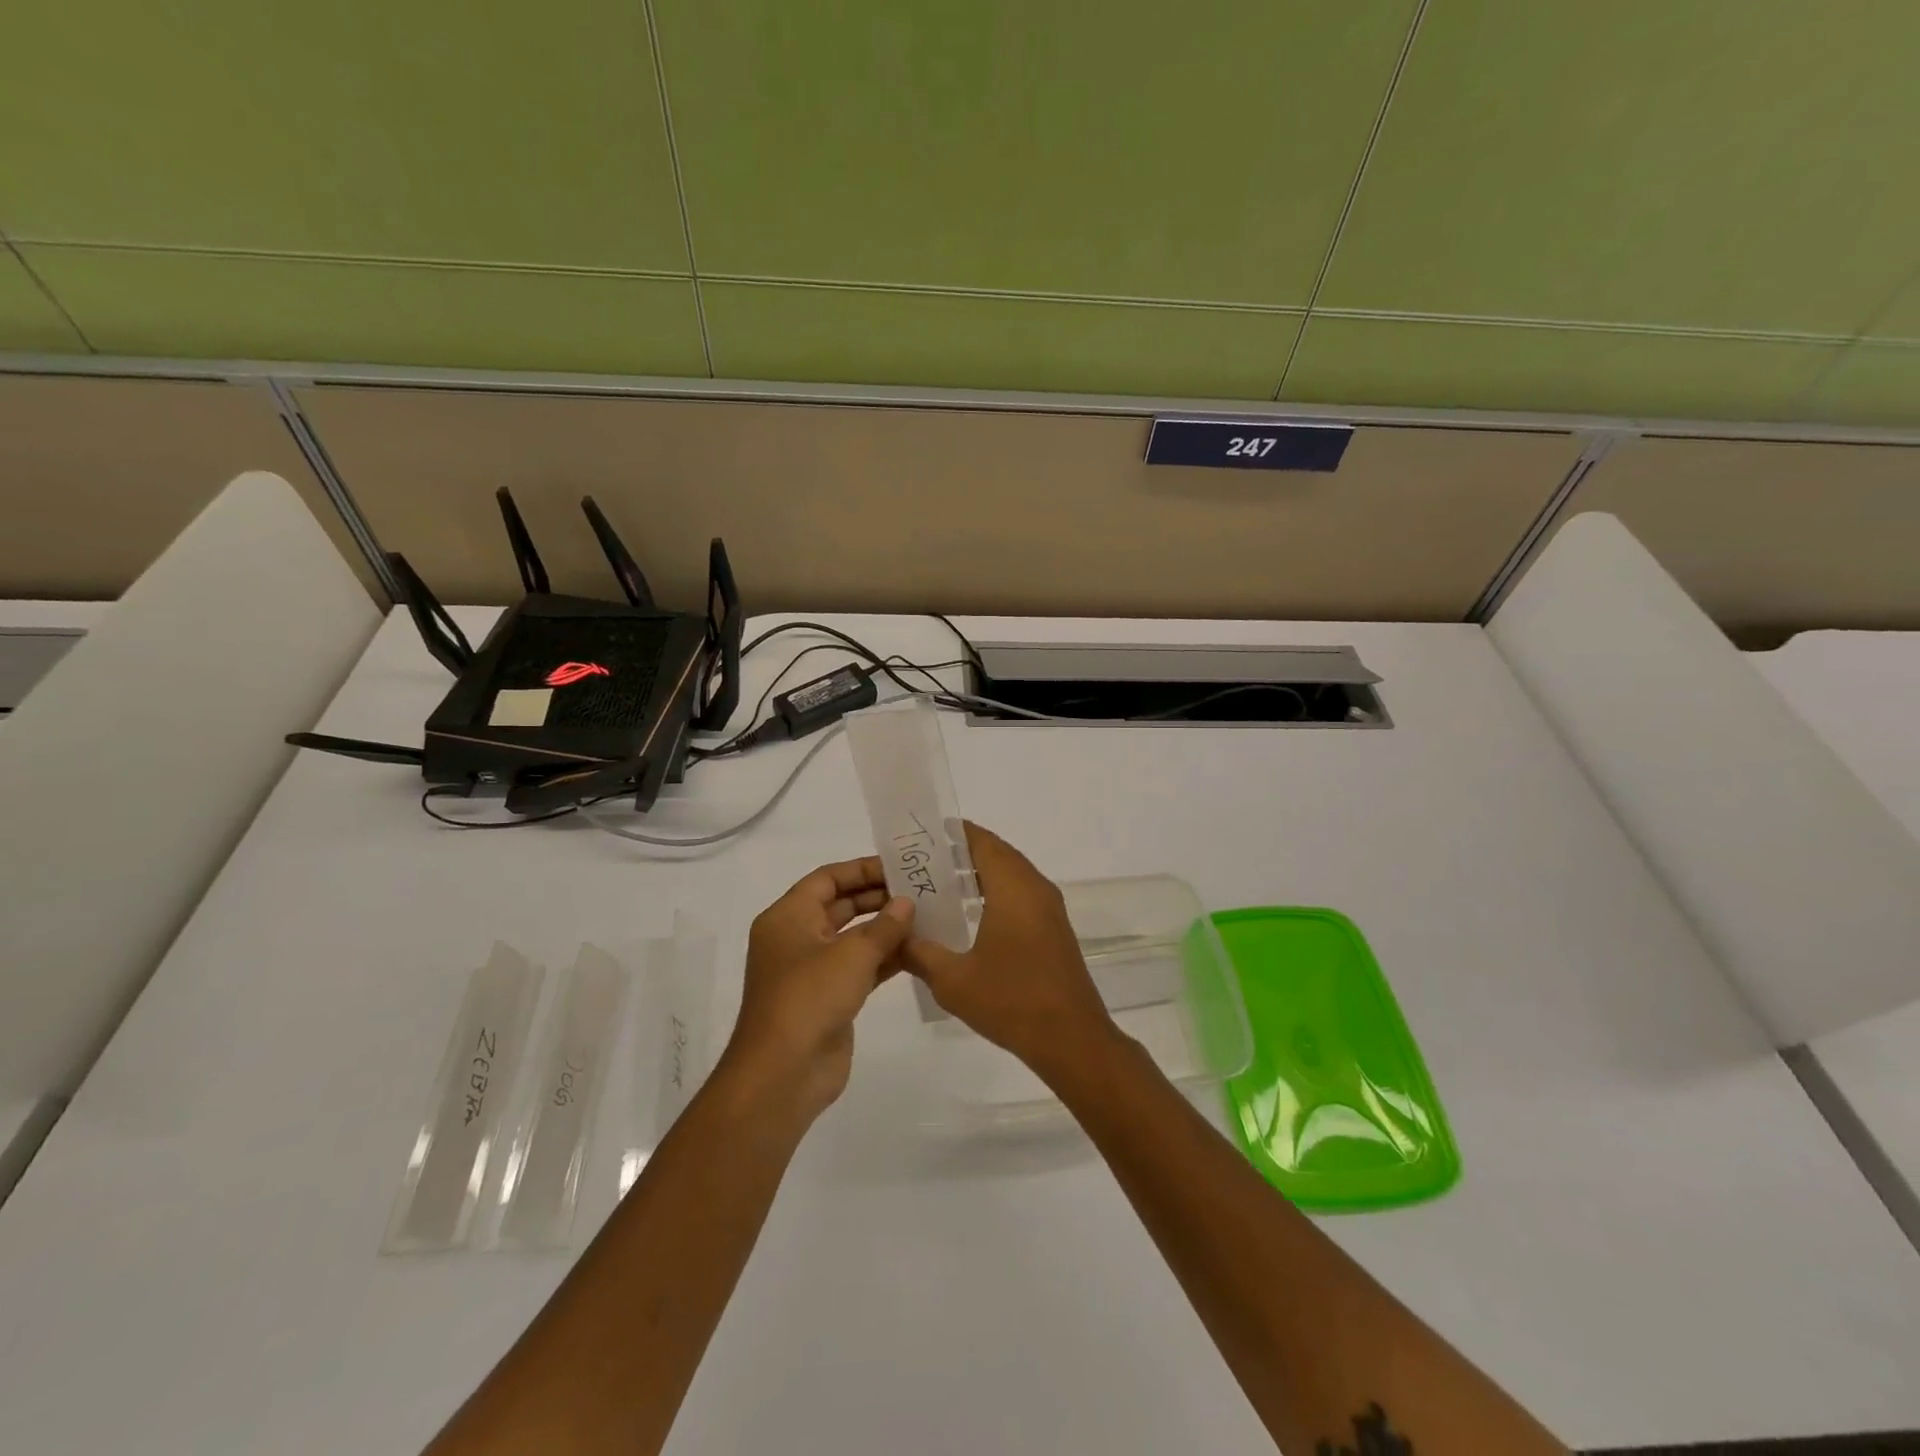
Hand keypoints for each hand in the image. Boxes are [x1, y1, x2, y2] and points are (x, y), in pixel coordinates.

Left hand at [720, 856, 914, 1124]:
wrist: (783, 1074)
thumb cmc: (809, 998)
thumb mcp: (852, 954)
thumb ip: (884, 926)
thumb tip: (907, 903)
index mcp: (788, 917)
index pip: (827, 878)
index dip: (862, 869)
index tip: (900, 866)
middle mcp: (797, 937)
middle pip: (841, 905)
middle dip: (879, 897)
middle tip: (921, 890)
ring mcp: (813, 970)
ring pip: (853, 937)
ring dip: (886, 929)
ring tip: (928, 916)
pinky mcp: (829, 997)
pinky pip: (860, 967)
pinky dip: (885, 958)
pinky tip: (918, 951)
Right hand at [901, 823, 1116, 1082]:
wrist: (1072, 1040)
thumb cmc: (1012, 1002)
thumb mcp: (953, 981)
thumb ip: (919, 953)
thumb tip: (895, 937)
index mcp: (1014, 889)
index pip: (983, 842)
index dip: (954, 833)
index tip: (924, 834)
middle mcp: (1035, 888)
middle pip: (998, 854)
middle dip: (962, 852)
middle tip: (923, 861)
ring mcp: (1049, 909)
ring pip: (1011, 874)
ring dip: (980, 873)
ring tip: (939, 884)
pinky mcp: (1054, 929)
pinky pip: (1021, 894)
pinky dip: (995, 892)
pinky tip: (969, 915)